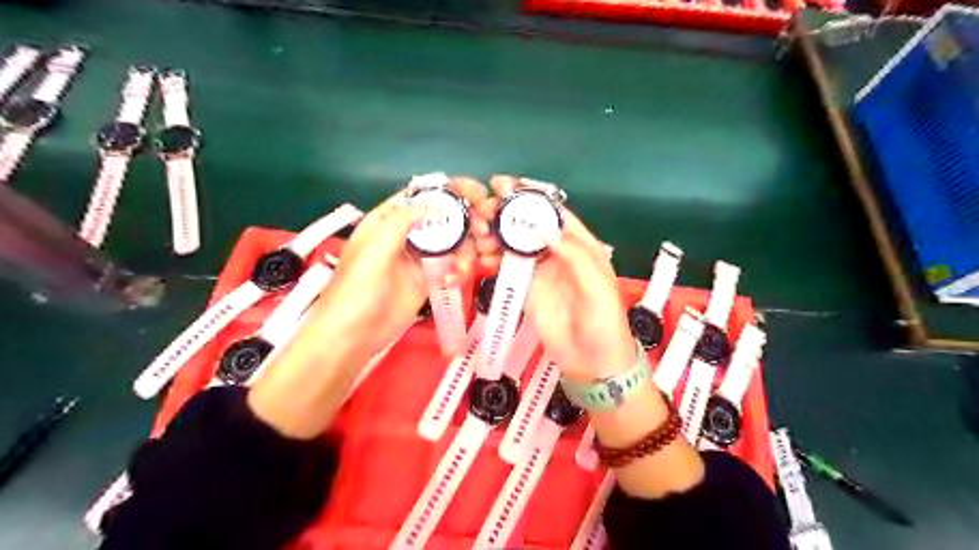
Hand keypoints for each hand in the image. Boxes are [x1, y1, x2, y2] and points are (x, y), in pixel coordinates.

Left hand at [309, 175, 485, 355]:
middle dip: (465, 220)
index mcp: (387, 221)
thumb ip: (399, 223)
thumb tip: (430, 201)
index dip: (448, 192)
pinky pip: (451, 266)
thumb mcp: (373, 251)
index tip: (475, 194)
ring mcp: (418, 259)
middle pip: (442, 218)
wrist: (355, 335)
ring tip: (476, 257)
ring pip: (451, 242)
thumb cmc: (357, 290)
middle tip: (483, 229)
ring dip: (468, 246)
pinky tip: (459, 277)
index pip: (421, 196)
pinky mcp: (428, 280)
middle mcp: (406, 235)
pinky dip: (460, 268)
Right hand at [473, 176, 635, 382]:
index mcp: (579, 245)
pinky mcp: (524, 289)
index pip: (553, 213)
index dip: (530, 198)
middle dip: (505, 215)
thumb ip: (574, 255)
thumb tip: (544, 228)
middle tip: (482, 211)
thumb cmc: (603, 321)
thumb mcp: (597, 285)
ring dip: (493, 236)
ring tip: (476, 233)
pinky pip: (504, 269)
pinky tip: (478, 258)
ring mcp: (538, 270)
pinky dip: (490, 261)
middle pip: (527, 225)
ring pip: (512, 244)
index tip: (504, 185)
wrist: (592, 361)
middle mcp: (556, 252)